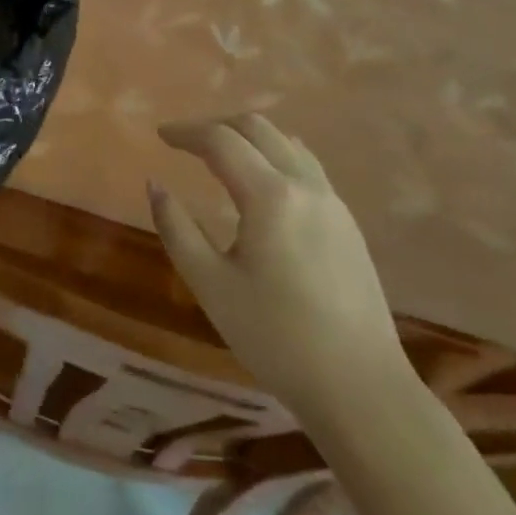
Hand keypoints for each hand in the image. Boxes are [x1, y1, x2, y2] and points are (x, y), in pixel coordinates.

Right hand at [149, 114, 408, 431]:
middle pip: (257, 128)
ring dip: (248, 137)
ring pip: (286, 143)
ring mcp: (333, 202)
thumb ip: (176, 229)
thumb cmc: (276, 338)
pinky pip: (306, 165)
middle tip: (186, 142)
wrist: (361, 388)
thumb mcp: (211, 285)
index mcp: (270, 196)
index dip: (186, 132)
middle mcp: (305, 185)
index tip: (160, 136)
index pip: (221, 141)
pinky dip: (275, 155)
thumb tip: (154, 185)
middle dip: (217, 126)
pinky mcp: (347, 223)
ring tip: (220, 155)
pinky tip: (262, 182)